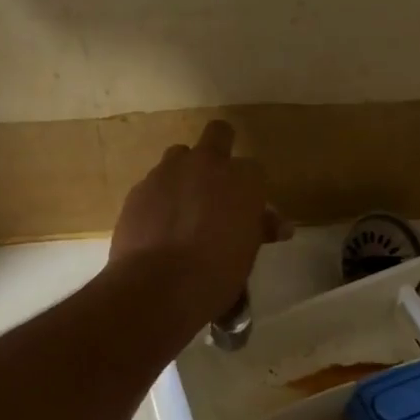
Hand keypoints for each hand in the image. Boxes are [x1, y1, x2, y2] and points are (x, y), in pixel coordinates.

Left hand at [110, 120, 284, 338]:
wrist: (160, 285)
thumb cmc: (217, 273)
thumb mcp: (248, 253)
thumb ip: (260, 229)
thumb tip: (280, 225)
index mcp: (243, 179)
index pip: (254, 170)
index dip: (250, 188)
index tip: (246, 208)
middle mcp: (207, 164)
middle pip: (218, 133)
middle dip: (220, 149)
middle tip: (217, 182)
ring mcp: (168, 172)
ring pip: (179, 155)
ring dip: (185, 172)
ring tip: (184, 205)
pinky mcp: (139, 188)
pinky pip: (154, 183)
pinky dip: (159, 197)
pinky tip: (158, 224)